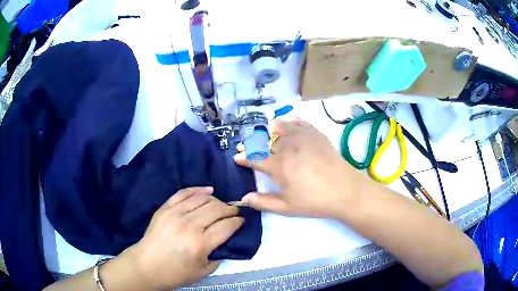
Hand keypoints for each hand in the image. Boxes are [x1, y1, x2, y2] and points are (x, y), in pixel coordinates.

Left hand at [127, 187, 243, 289]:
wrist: (147, 265)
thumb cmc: (176, 273)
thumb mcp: (204, 271)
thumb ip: (220, 254)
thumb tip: (228, 239)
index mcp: (201, 244)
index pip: (227, 226)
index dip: (238, 222)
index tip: (242, 221)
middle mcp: (189, 225)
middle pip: (217, 209)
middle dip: (230, 209)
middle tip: (235, 212)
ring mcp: (175, 214)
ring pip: (202, 199)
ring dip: (217, 200)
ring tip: (221, 204)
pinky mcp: (165, 208)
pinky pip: (184, 193)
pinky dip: (198, 189)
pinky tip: (208, 190)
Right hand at [234, 118, 370, 218]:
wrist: (345, 190)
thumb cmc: (315, 201)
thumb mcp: (287, 207)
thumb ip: (264, 202)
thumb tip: (244, 198)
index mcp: (279, 166)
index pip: (254, 158)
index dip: (243, 157)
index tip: (237, 157)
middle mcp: (288, 147)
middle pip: (264, 141)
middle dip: (252, 143)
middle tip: (247, 146)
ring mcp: (303, 138)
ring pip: (280, 126)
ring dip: (269, 129)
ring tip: (267, 132)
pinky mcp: (316, 134)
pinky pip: (299, 122)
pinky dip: (291, 122)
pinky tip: (290, 123)